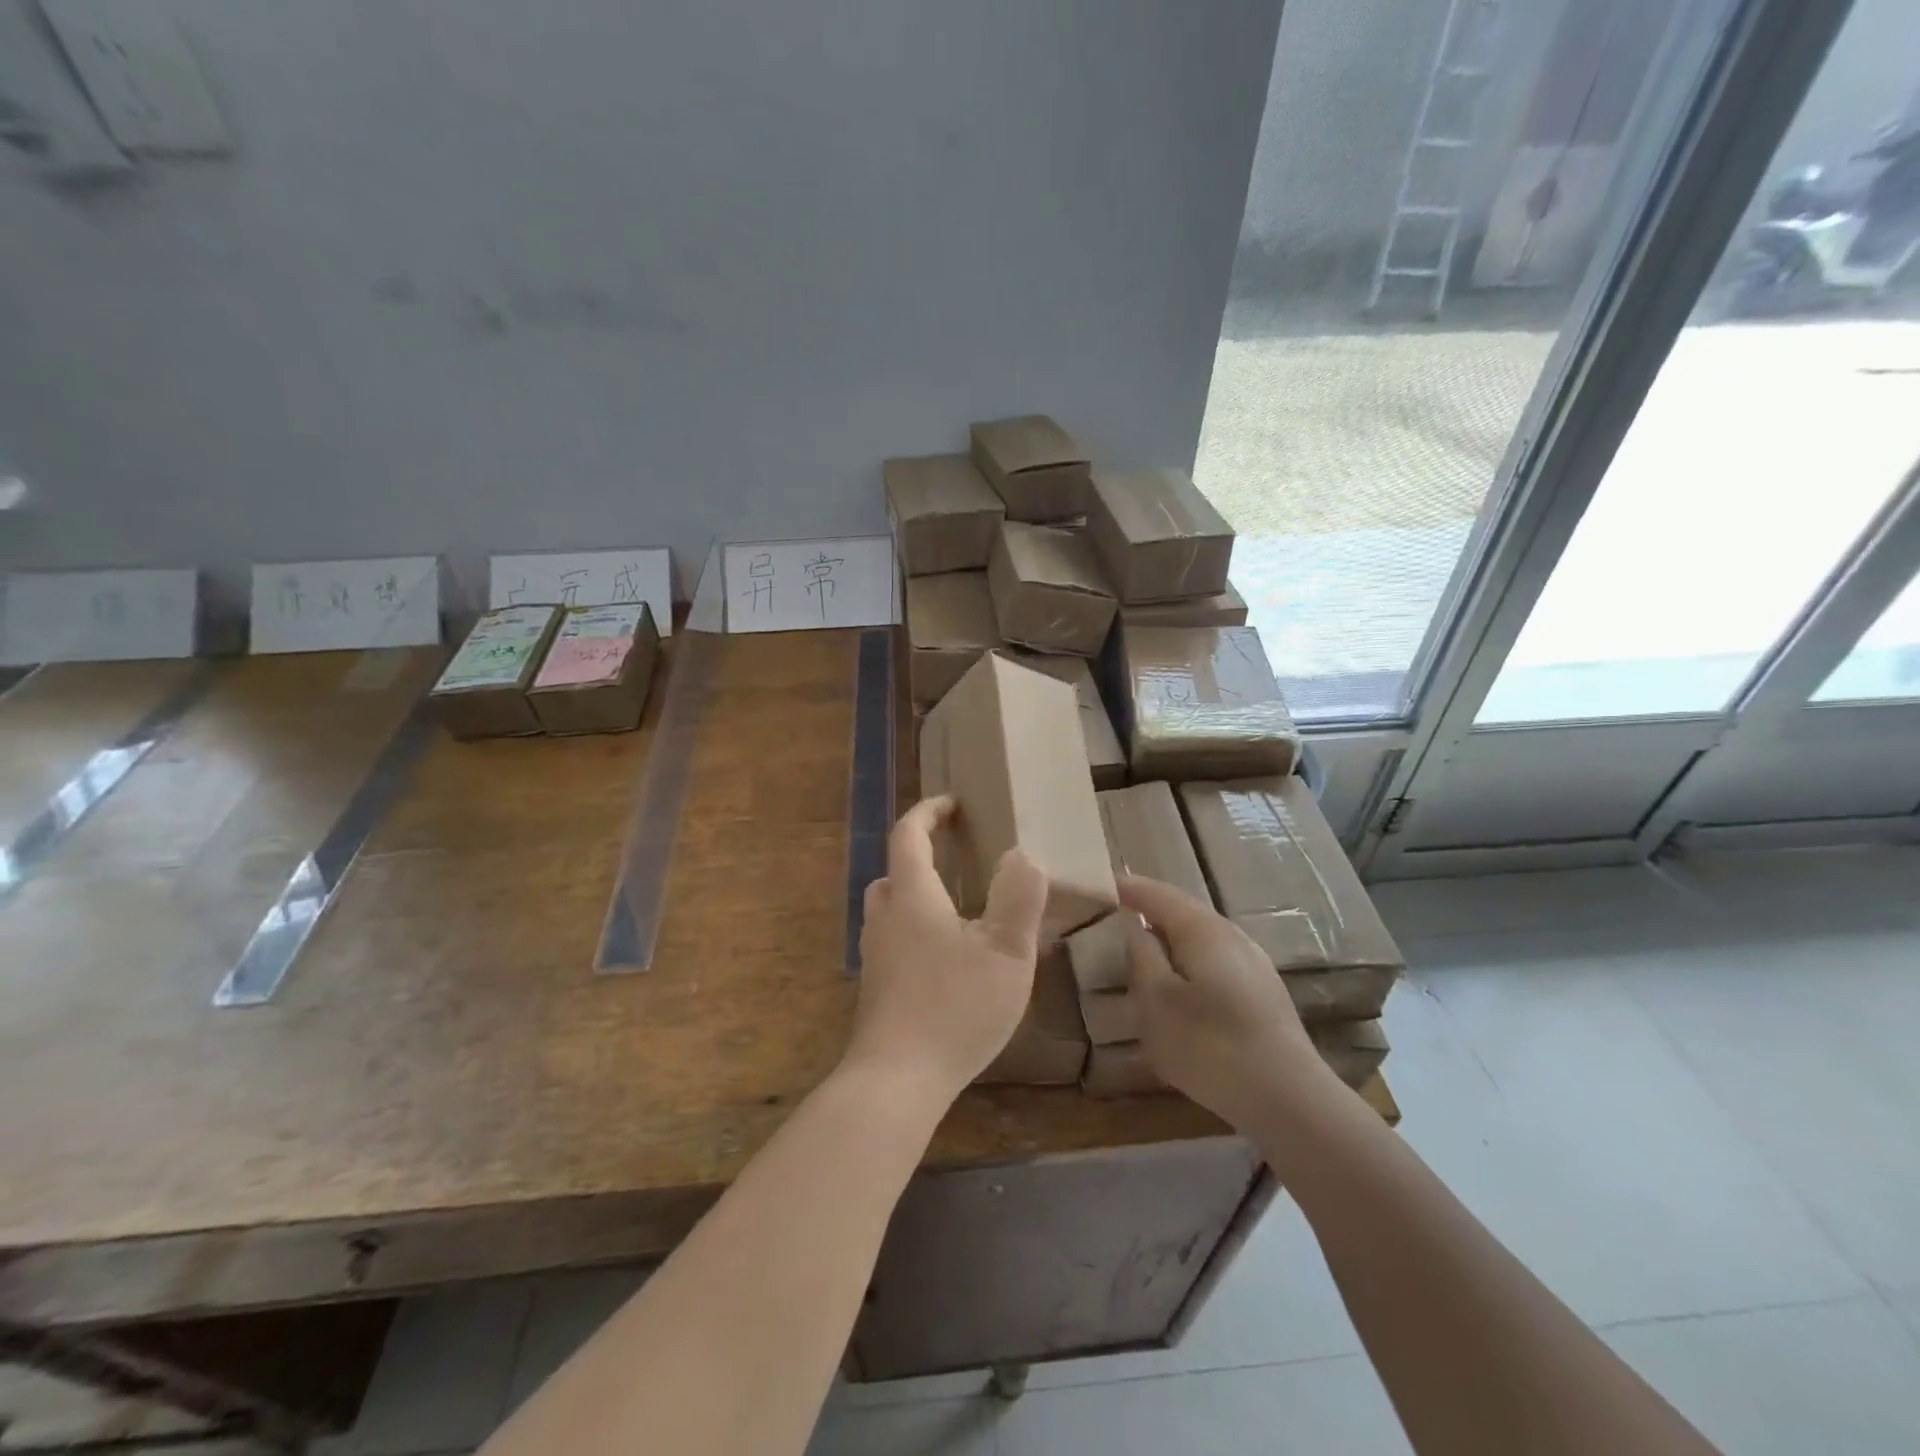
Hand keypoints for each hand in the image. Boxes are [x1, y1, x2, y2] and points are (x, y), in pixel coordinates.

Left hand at [848, 796, 1048, 1099]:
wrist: (896, 1080)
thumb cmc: (955, 1007)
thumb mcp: (1006, 952)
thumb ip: (1018, 898)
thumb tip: (1021, 855)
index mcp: (912, 897)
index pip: (909, 835)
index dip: (929, 812)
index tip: (953, 803)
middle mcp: (885, 918)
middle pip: (894, 869)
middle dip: (921, 851)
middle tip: (957, 852)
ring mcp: (875, 954)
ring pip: (890, 905)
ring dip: (917, 891)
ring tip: (958, 903)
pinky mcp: (876, 986)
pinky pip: (894, 937)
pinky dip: (915, 926)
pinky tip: (948, 956)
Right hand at [1120, 874, 1333, 1130]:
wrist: (1288, 1098)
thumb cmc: (1209, 1045)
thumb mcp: (1156, 1002)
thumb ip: (1142, 957)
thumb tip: (1137, 928)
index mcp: (1201, 929)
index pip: (1159, 895)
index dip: (1130, 887)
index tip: (1103, 883)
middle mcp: (1231, 935)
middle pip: (1184, 912)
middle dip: (1152, 909)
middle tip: (1119, 911)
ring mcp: (1253, 963)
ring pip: (1202, 938)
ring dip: (1171, 937)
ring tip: (1144, 947)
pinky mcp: (1263, 993)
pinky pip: (1214, 961)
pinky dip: (1188, 960)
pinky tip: (1180, 984)